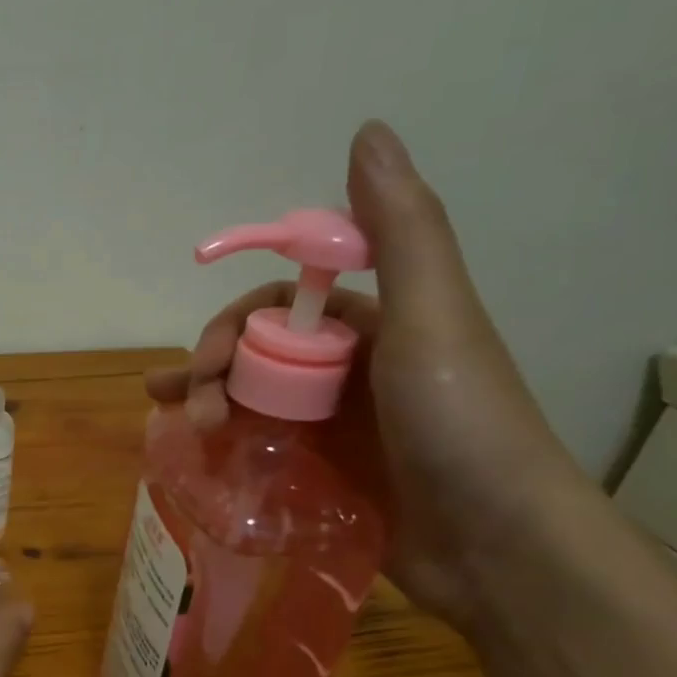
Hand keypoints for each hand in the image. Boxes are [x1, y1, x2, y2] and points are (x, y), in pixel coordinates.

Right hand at [146, 121, 590, 628]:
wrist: (498, 547)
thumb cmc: (459, 423)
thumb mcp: (431, 316)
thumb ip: (399, 229)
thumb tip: (366, 129)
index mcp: (377, 325)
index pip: (283, 307)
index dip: (237, 322)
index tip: (207, 354)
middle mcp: (354, 370)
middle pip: (259, 354)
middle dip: (214, 367)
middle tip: (188, 402)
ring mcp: (339, 427)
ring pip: (255, 400)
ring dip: (209, 403)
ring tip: (178, 425)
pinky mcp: (328, 475)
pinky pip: (264, 447)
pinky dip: (228, 445)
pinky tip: (199, 455)